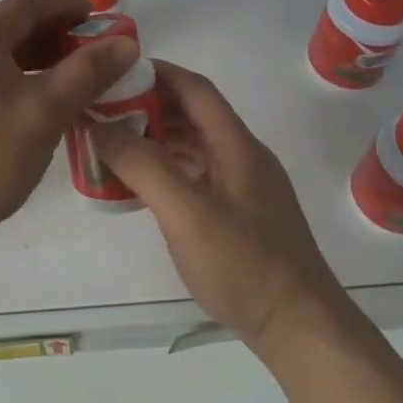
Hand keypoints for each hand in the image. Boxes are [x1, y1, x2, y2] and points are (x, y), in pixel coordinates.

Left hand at [0, 0, 139, 246]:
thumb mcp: (46, 111)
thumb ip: (88, 72)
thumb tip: (126, 43)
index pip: (23, 5)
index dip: (63, 4)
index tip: (97, 16)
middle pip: (8, 29)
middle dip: (52, 34)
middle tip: (90, 49)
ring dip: (35, 59)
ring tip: (69, 77)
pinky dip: (15, 80)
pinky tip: (36, 105)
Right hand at [91, 61, 345, 352]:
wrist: (302, 330)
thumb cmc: (244, 265)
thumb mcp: (185, 213)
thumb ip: (142, 165)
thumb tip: (100, 126)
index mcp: (236, 145)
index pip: (195, 89)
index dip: (157, 72)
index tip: (115, 71)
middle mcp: (244, 156)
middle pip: (194, 113)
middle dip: (150, 104)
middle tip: (104, 109)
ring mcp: (245, 186)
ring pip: (196, 144)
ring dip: (157, 136)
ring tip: (114, 141)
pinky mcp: (242, 213)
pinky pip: (199, 173)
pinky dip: (169, 167)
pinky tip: (143, 183)